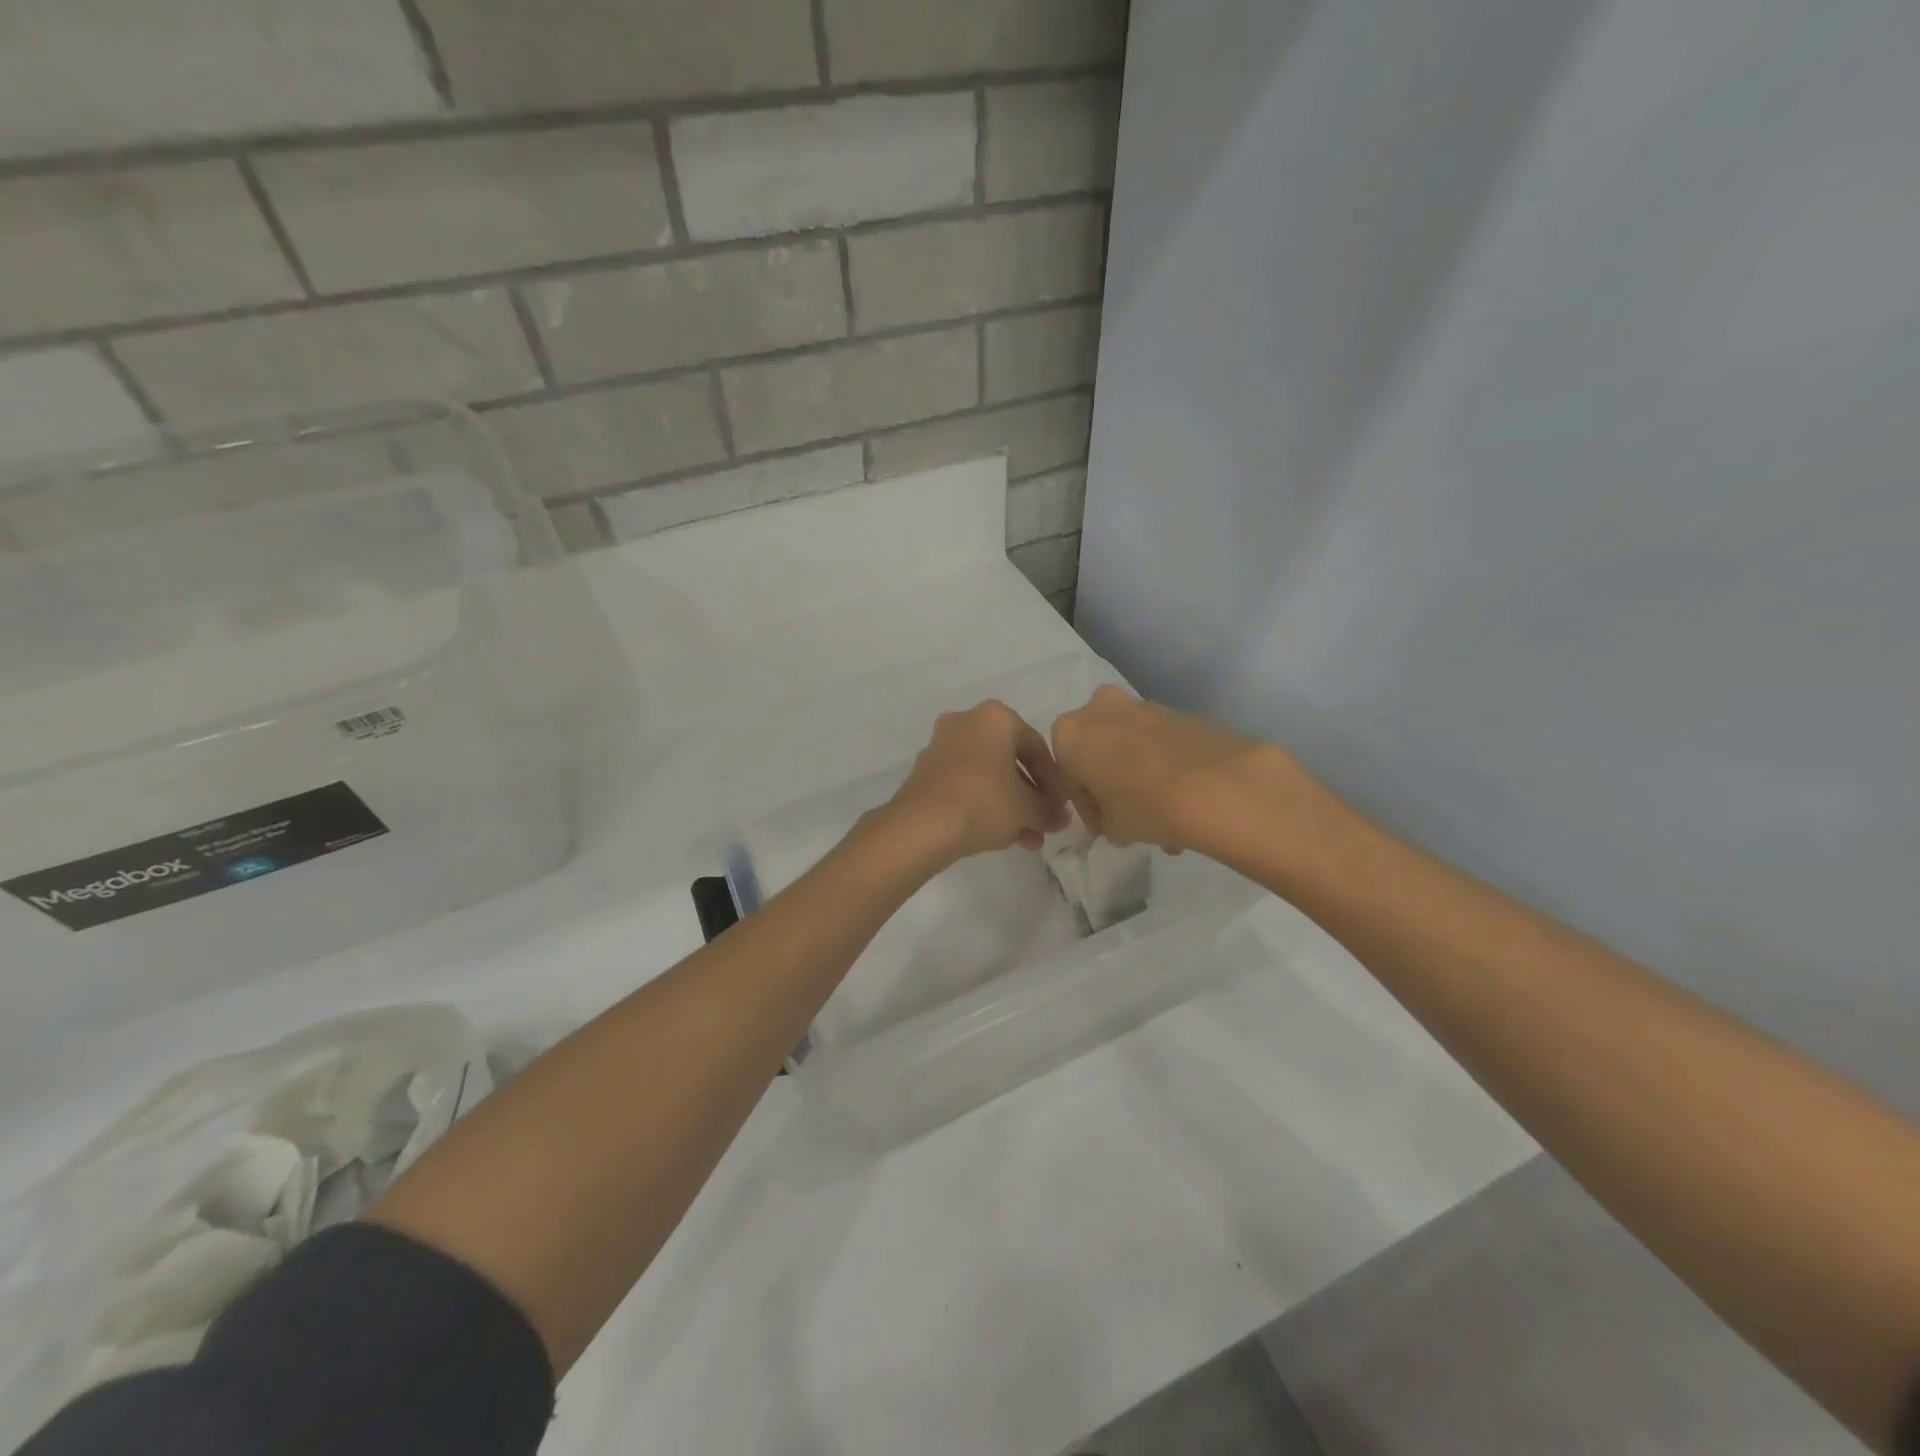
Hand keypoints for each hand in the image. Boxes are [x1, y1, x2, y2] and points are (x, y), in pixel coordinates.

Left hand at [885, 701, 1071, 861]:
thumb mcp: (1027, 809)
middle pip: (1010, 759)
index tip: (1061, 805)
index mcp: (996, 718)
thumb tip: (1060, 817)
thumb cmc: (983, 803)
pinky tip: (1001, 836)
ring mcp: (942, 745)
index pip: (1037, 746)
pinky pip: (966, 784)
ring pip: (988, 774)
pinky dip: (984, 804)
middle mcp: (966, 722)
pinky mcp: (925, 771)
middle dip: (1030, 794)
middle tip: (1044, 820)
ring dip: (1010, 804)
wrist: (921, 826)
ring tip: (1028, 837)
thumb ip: (1049, 810)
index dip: (1054, 780)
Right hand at [1050, 685, 1285, 854]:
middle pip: (1098, 751)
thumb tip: (1111, 816)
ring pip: (1131, 746)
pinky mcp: (1179, 711)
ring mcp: (1142, 704)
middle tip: (1129, 816)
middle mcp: (1100, 708)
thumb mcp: (1111, 827)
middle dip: (1111, 782)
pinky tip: (1184, 801)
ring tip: (1165, 819)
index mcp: (1069, 733)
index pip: (1068, 775)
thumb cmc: (1145, 805)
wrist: (1219, 786)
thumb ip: (1102, 819)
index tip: (1104, 826)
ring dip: (1140, 776)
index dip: (1086, 804)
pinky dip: (1165, 766)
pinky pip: (1160, 743)